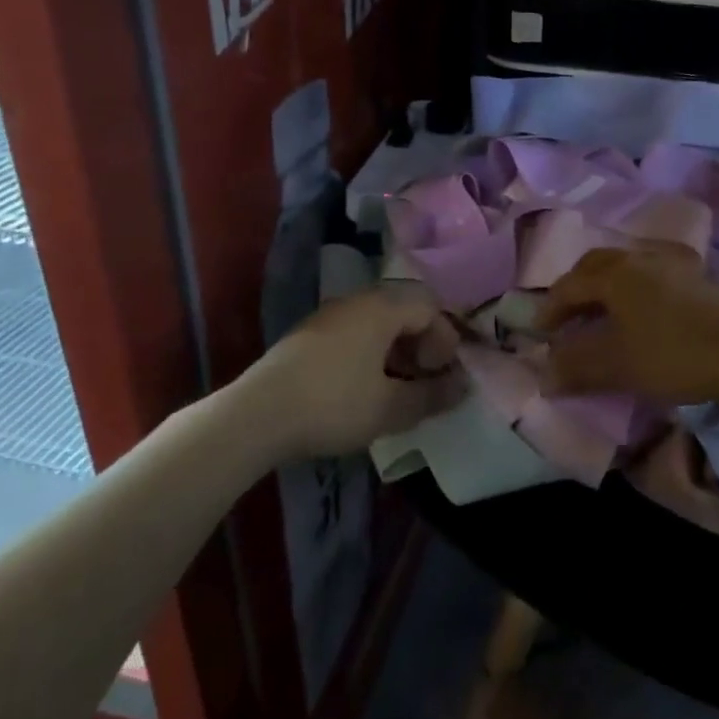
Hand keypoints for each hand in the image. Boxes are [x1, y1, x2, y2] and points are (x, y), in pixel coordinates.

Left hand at [240, 285, 466, 457]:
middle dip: (422, 344)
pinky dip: (370, 355)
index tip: (440, 374)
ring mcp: (328, 317)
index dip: (445, 338)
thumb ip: (432, 395)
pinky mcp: (307, 337)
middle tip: (423, 380)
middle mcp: (356, 302)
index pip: (429, 305)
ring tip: (396, 389)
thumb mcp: (390, 407)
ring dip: (396, 352)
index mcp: (381, 308)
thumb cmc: (333, 404)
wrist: (256, 416)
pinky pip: (353, 334)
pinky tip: (363, 390)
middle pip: (403, 310)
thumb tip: (462, 387)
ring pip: (377, 323)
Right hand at [535, 247, 718, 405]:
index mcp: (616, 274)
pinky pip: (649, 274)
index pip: (571, 285)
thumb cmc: (672, 355)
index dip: (551, 308)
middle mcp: (640, 259)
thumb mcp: (618, 366)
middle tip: (567, 315)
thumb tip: (544, 378)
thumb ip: (577, 369)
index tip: (541, 333)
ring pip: (625, 266)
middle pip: (596, 265)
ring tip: (601, 314)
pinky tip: (639, 312)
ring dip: (605, 287)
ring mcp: (671, 264)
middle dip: (576, 288)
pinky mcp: (695, 277)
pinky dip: (631, 289)